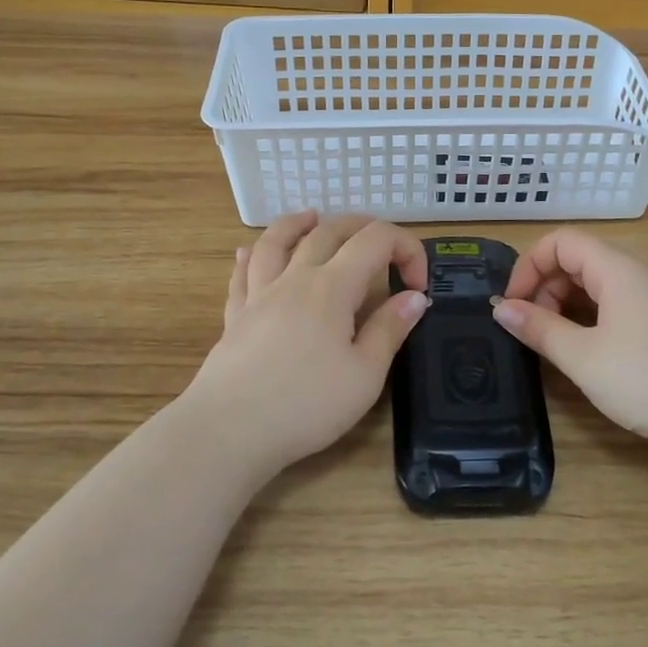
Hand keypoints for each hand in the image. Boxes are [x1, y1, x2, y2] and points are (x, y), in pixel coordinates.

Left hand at [182, 211, 430, 477]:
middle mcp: (295, 278)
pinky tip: (248, 252)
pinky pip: (242, 273)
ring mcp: (259, 294)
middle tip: (383, 244)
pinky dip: (251, 255)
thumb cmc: (306, 405)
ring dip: (299, 223)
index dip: (406, 250)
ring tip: (312, 217)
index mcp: (332, 287)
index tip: (418, 287)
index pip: (376, 241)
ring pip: (277, 241)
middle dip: (362, 227)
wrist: (229, 430)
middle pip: (329, 231)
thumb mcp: (364, 375)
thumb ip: (390, 329)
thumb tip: (414, 297)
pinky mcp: (235, 316)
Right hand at [493, 228, 647, 457]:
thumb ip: (539, 328)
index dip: (528, 265)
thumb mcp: (583, 357)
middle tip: (531, 328)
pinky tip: (585, 349)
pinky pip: (616, 302)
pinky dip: (589, 315)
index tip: (511, 304)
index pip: (561, 241)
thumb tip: (501, 308)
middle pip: (578, 258)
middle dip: (545, 286)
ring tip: (553, 341)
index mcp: (617, 268)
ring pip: (597, 282)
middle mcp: (638, 271)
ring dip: (566, 303)